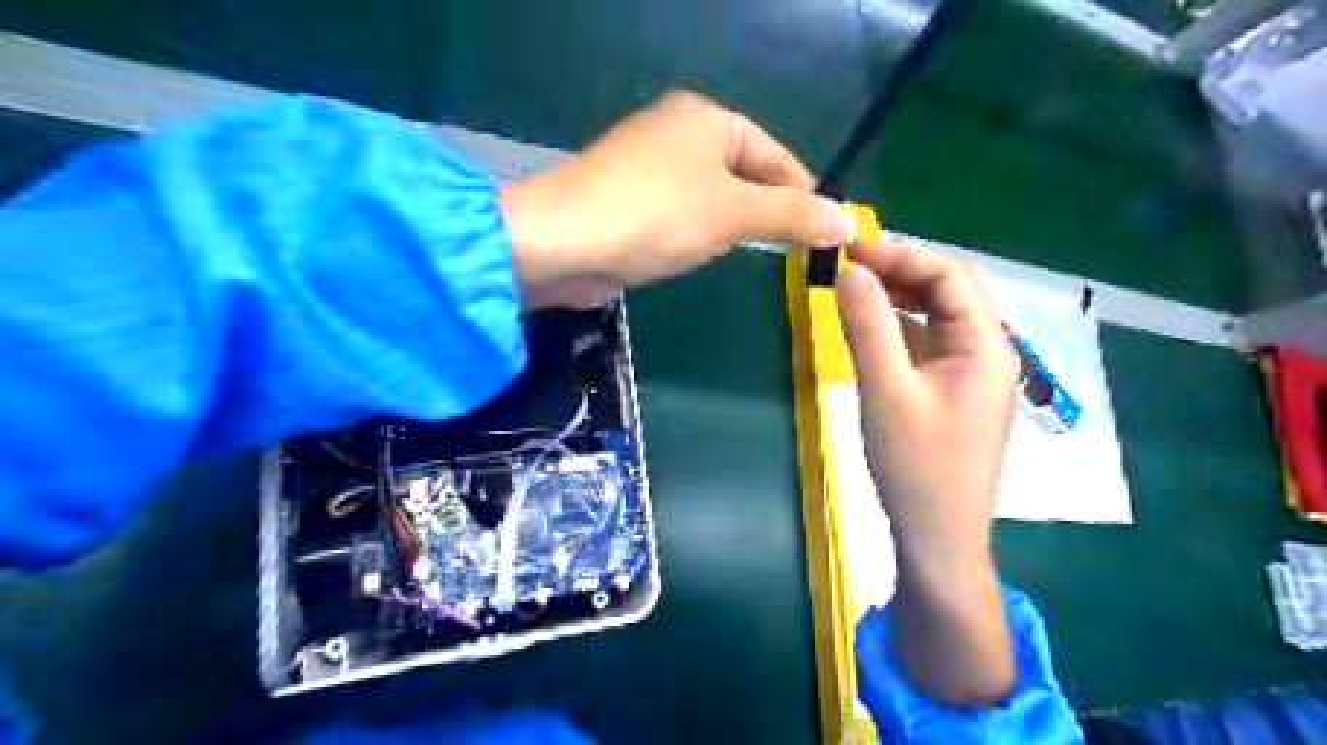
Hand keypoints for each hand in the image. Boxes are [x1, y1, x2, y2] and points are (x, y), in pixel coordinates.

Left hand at [500, 90, 862, 307]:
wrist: (564, 243)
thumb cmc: (656, 215)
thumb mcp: (733, 212)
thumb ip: (791, 216)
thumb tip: (849, 223)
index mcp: (706, 119)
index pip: (775, 155)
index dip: (804, 193)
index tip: (828, 233)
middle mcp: (679, 134)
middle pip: (745, 174)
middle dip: (771, 212)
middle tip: (801, 253)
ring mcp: (651, 169)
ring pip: (714, 198)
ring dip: (738, 226)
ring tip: (764, 256)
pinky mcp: (631, 203)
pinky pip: (684, 215)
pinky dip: (703, 234)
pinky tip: (711, 254)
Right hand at [839, 237, 1018, 707]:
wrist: (939, 540)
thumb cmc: (917, 468)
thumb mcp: (886, 392)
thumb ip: (869, 326)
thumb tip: (848, 270)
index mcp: (985, 347)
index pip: (951, 276)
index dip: (901, 255)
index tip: (848, 251)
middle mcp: (987, 353)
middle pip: (951, 291)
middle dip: (902, 270)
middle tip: (850, 267)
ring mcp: (971, 375)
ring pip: (939, 317)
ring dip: (901, 296)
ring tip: (856, 288)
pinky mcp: (952, 394)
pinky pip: (929, 344)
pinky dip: (901, 327)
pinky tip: (871, 327)